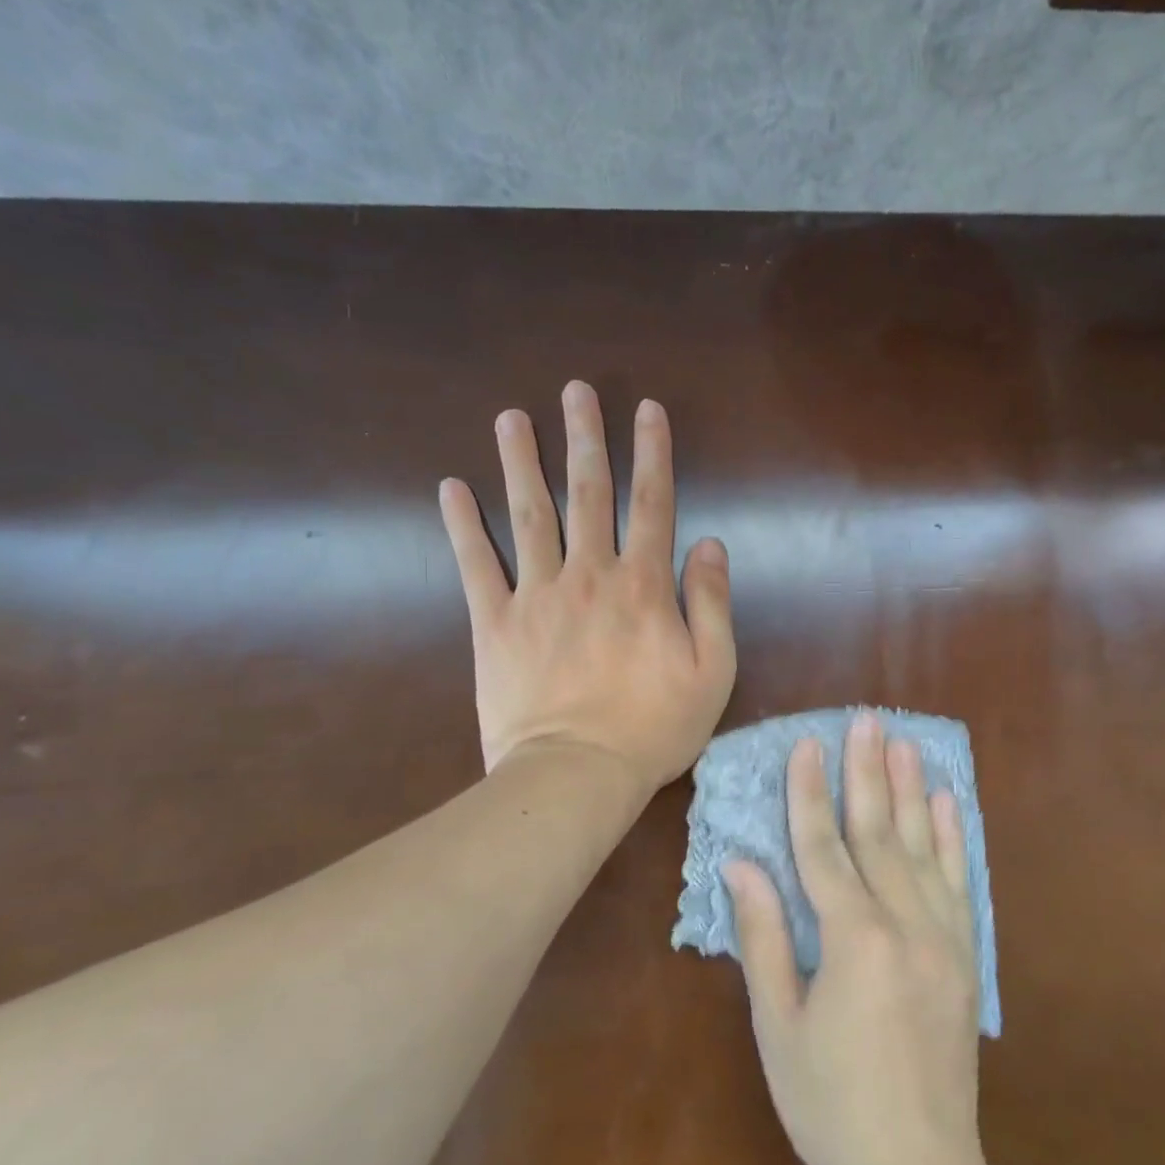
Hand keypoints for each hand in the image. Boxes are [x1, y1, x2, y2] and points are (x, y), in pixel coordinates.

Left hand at [439, 381, 735, 798]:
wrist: (576, 774)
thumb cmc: (653, 728)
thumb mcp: (713, 671)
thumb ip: (712, 603)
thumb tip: (710, 544)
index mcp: (642, 585)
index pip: (651, 503)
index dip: (652, 452)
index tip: (646, 410)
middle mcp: (589, 574)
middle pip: (587, 493)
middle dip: (584, 438)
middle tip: (574, 390)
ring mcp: (537, 595)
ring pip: (529, 514)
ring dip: (520, 462)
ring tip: (511, 419)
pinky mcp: (494, 623)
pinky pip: (475, 565)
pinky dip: (462, 526)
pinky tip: (451, 488)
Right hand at [725, 713, 991, 1164]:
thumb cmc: (831, 1104)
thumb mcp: (780, 1026)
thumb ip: (764, 937)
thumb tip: (741, 865)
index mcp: (853, 941)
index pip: (824, 847)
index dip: (810, 793)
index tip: (807, 743)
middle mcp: (904, 925)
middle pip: (878, 832)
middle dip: (866, 771)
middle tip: (864, 718)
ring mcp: (943, 937)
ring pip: (921, 846)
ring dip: (909, 789)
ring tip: (902, 740)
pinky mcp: (965, 954)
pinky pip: (958, 880)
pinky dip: (950, 836)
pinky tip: (944, 802)